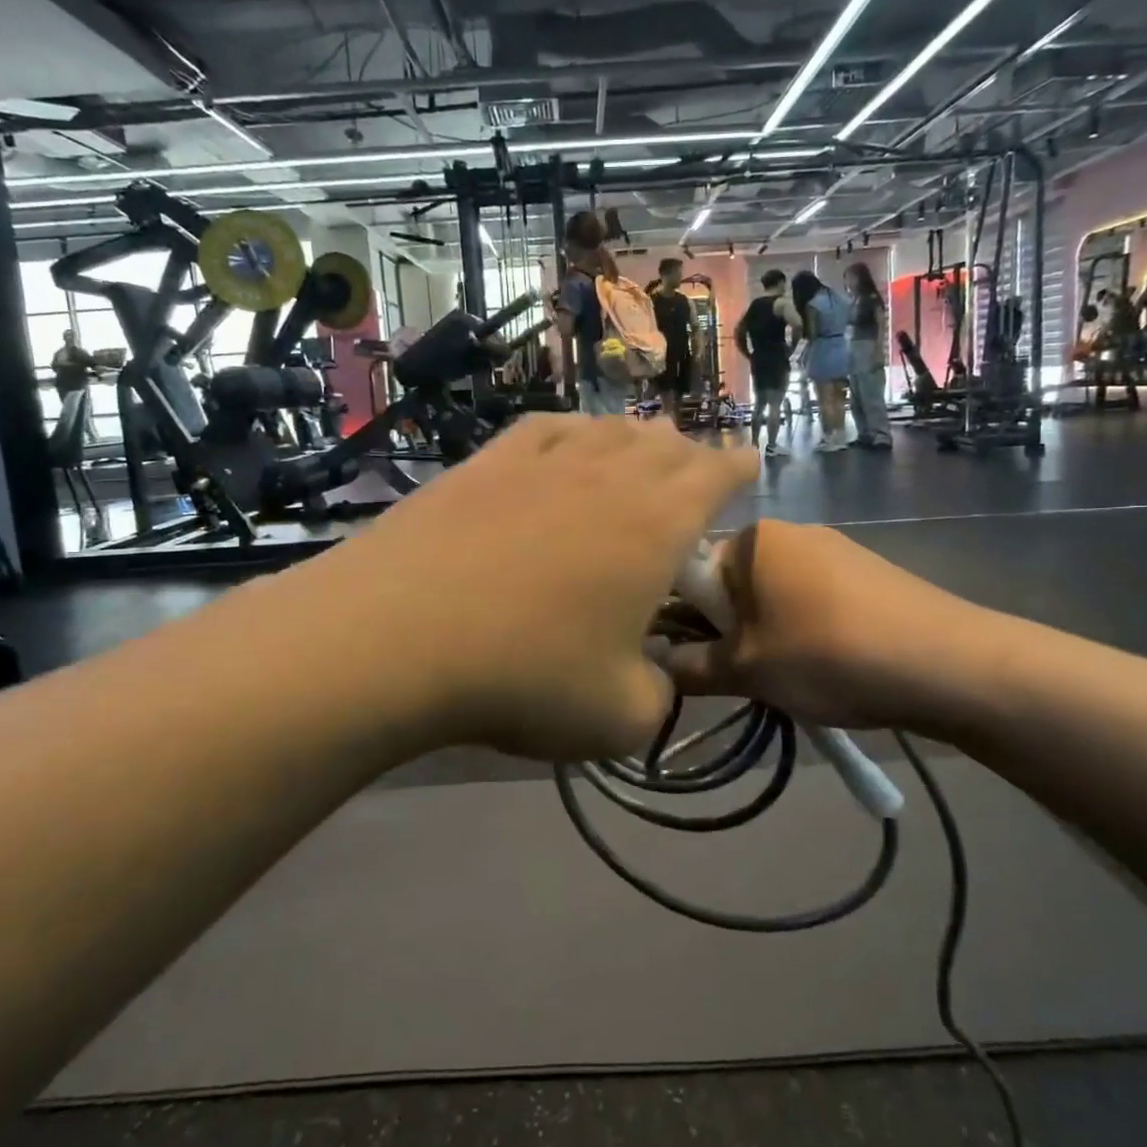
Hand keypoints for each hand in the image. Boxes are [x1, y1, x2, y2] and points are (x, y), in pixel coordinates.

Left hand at [308, 415, 756, 763]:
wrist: (397, 635)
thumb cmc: (524, 675)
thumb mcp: (618, 718)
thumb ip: (658, 697)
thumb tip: (655, 680)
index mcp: (656, 524)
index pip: (715, 475)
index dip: (737, 467)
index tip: (748, 463)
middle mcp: (607, 475)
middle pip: (663, 445)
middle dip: (689, 454)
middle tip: (694, 467)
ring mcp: (541, 461)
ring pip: (606, 430)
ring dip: (633, 438)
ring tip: (639, 450)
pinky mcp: (485, 462)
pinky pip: (545, 429)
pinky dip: (570, 432)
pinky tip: (565, 442)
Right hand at [660, 520, 995, 733]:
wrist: (948, 663)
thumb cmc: (828, 655)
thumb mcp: (747, 671)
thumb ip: (691, 667)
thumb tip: (655, 665)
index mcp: (753, 539)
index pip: (693, 573)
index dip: (688, 620)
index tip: (702, 659)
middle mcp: (791, 531)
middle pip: (735, 583)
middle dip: (733, 630)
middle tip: (748, 675)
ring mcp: (834, 547)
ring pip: (776, 595)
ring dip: (770, 633)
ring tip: (794, 677)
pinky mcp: (868, 572)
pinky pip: (815, 599)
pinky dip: (809, 630)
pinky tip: (832, 665)